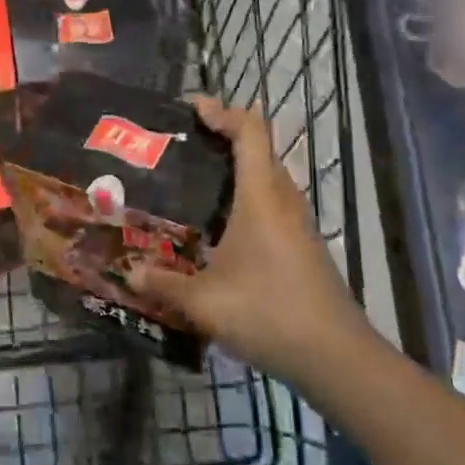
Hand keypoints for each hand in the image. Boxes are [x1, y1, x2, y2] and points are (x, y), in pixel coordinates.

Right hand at [126, 96, 367, 387]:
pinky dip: (248, 195)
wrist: (336, 357)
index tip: (191, 107)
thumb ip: (163, 284)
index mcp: (261, 196)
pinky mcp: (304, 245)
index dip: (222, 111)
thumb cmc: (269, 313)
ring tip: (197, 180)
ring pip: (268, 176)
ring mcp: (299, 223)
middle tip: (183, 145)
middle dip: (224, 136)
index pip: (250, 131)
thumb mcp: (205, 302)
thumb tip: (127, 273)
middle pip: (260, 148)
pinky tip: (222, 226)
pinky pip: (273, 202)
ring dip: (238, 167)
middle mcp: (283, 200)